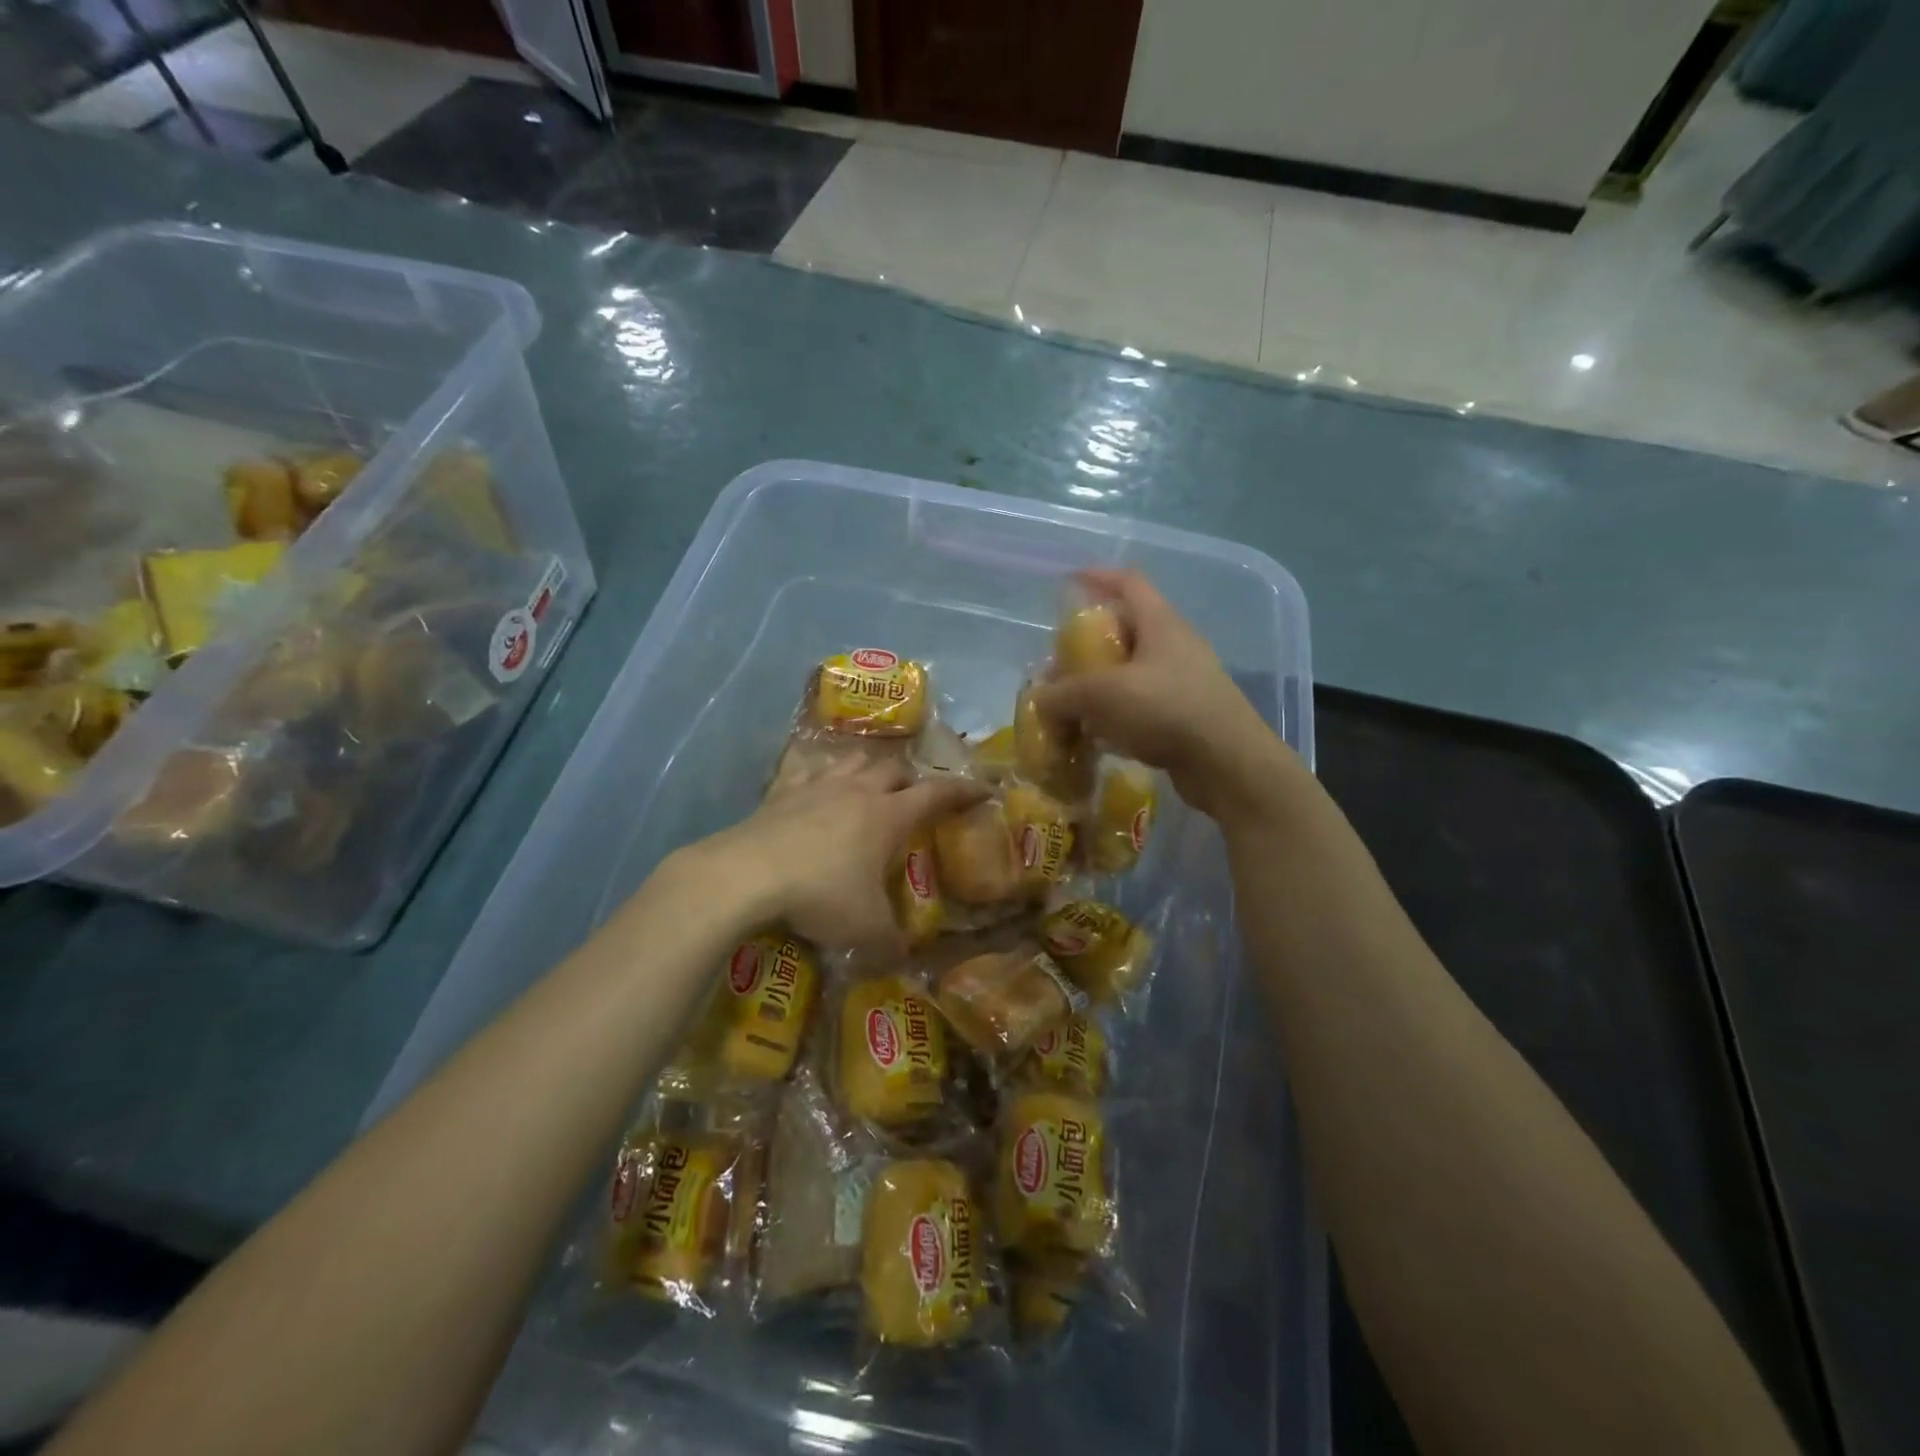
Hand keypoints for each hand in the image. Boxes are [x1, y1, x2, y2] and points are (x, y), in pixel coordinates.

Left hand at [697, 752, 983, 954]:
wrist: (747, 874)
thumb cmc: (820, 894)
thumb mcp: (865, 929)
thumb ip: (891, 945)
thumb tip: (904, 959)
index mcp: (888, 816)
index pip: (937, 794)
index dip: (964, 791)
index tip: (984, 789)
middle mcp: (858, 791)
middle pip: (895, 769)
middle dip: (913, 779)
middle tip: (917, 797)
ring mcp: (818, 786)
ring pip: (854, 760)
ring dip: (869, 768)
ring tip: (871, 783)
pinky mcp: (782, 792)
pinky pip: (807, 770)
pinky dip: (819, 773)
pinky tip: (814, 785)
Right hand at [1033, 569, 1295, 820]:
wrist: (1227, 764)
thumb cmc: (1166, 711)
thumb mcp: (1102, 695)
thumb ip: (1063, 693)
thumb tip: (1041, 699)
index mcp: (1161, 624)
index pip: (1128, 583)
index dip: (1098, 577)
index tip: (1069, 582)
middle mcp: (1175, 646)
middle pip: (1127, 630)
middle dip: (1091, 643)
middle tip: (1062, 662)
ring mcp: (1184, 683)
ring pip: (1133, 672)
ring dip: (1102, 684)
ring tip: (1073, 703)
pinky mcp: (1186, 717)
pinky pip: (1143, 705)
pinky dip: (1117, 714)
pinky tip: (1097, 735)